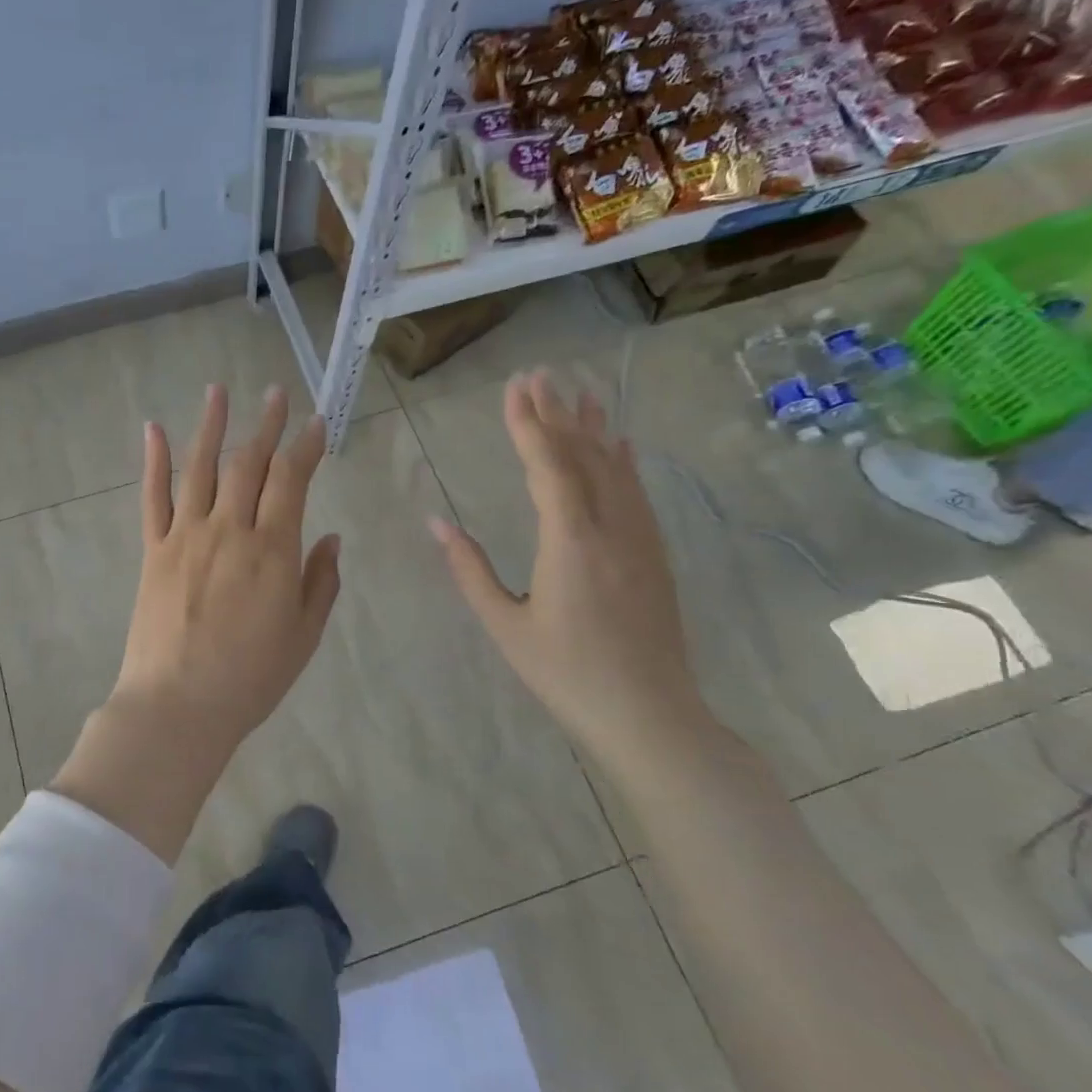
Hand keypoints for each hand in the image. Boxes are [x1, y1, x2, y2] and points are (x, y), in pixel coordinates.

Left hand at [52, 384, 340, 862]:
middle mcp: (229, 530)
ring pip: (199, 468)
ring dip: (211, 425)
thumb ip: (320, 582)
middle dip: (266, 425)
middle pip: (248, 463)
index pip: (292, 480)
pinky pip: (153, 498)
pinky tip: (154, 430)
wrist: (177, 706)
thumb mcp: (303, 635)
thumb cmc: (250, 678)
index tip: (316, 423)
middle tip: (276, 394)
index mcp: (272, 550)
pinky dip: (154, 462)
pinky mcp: (153, 551)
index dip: (306, 446)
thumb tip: (328, 537)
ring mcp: (185, 536)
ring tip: (218, 390)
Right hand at [429, 369, 705, 759]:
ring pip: (615, 468)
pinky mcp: (654, 554)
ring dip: (593, 427)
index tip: (515, 387)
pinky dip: (623, 461)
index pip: (548, 466)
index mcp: (570, 542)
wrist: (650, 716)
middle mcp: (611, 528)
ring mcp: (640, 539)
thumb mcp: (505, 625)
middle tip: (539, 375)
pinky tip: (620, 444)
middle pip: (583, 455)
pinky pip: (636, 493)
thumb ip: (470, 570)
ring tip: (579, 391)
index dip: (528, 423)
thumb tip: (436, 523)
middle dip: (557, 413)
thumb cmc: (566, 674)